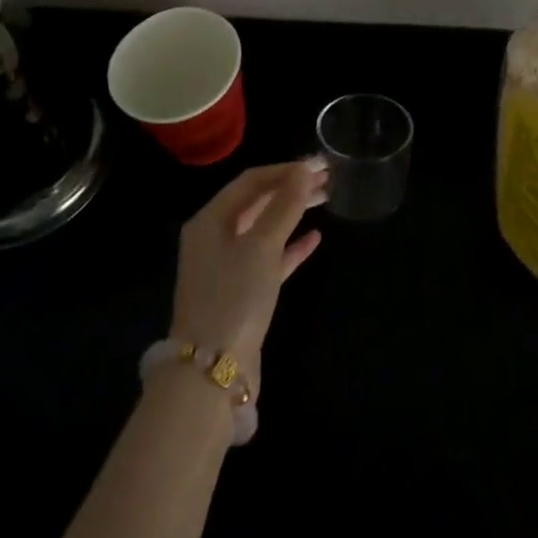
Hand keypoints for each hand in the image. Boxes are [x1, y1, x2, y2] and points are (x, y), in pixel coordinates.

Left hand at [169, 159, 326, 395]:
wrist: (212, 371)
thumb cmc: (234, 296)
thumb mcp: (262, 245)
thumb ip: (284, 205)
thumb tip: (304, 171)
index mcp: (210, 220)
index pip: (251, 181)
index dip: (285, 169)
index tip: (319, 165)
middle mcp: (214, 238)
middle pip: (257, 202)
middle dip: (291, 188)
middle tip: (327, 178)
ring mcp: (227, 267)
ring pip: (265, 228)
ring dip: (294, 212)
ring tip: (326, 199)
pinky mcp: (242, 292)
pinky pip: (269, 258)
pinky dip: (290, 246)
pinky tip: (315, 238)